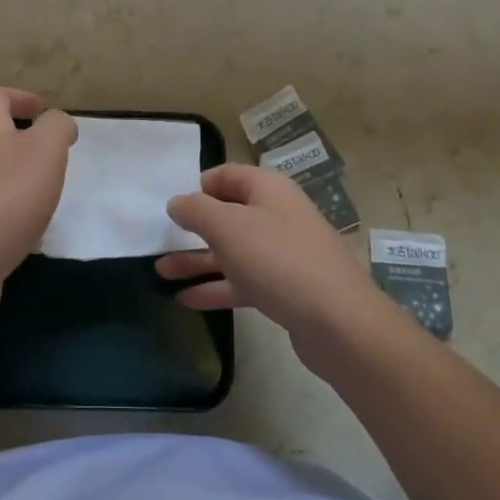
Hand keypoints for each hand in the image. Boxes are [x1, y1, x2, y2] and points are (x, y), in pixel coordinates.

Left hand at [0, 88, 77, 312]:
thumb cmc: (6, 199)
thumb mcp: (46, 150)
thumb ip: (57, 127)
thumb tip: (58, 121)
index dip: (22, 97)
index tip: (46, 111)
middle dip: (27, 146)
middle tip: (56, 161)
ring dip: (22, 185)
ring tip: (48, 201)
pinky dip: (13, 220)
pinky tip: (29, 240)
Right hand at [157, 164, 389, 368]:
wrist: (340, 323)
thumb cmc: (278, 260)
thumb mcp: (228, 227)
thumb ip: (196, 210)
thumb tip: (177, 202)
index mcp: (268, 189)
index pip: (227, 175)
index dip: (198, 186)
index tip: (172, 204)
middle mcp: (277, 215)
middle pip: (228, 215)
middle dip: (192, 228)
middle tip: (159, 240)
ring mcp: (283, 253)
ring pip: (232, 251)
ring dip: (197, 260)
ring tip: (160, 272)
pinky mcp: (286, 289)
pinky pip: (243, 281)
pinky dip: (216, 287)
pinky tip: (186, 299)